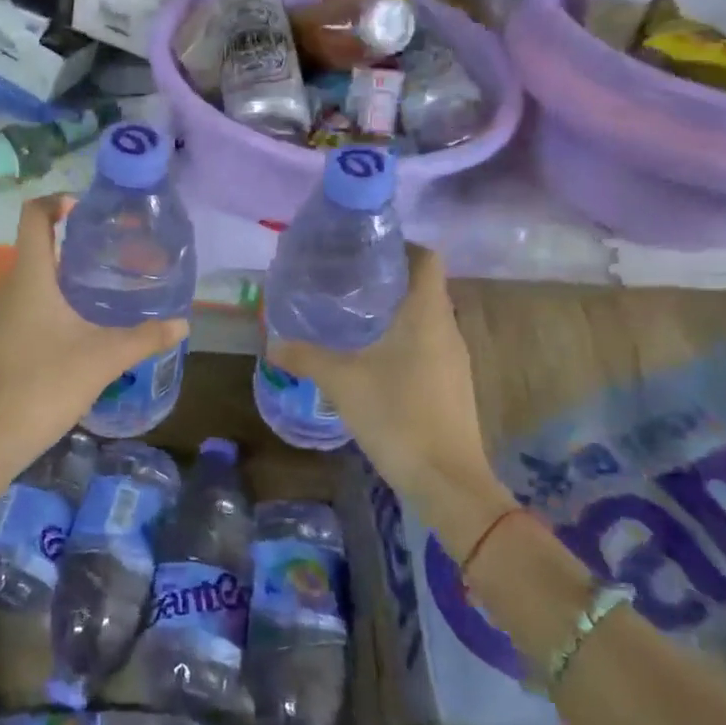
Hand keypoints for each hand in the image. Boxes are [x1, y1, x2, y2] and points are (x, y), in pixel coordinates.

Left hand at [0, 195, 186, 472]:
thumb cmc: (46, 383)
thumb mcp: (105, 358)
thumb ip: (145, 337)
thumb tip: (182, 324)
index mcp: (30, 275)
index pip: (34, 215)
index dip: (56, 201)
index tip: (85, 209)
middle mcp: (7, 285)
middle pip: (35, 246)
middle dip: (70, 244)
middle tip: (110, 255)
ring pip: (29, 279)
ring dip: (60, 277)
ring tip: (98, 291)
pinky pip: (22, 304)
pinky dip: (47, 302)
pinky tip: (74, 328)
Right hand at [266, 245, 512, 548]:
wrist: (445, 479)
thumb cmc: (396, 415)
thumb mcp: (341, 382)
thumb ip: (305, 357)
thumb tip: (272, 342)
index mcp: (426, 315)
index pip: (427, 258)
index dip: (401, 245)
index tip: (364, 249)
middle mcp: (446, 328)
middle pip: (423, 286)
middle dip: (387, 279)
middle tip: (344, 280)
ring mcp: (453, 358)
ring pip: (425, 317)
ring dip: (394, 311)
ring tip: (352, 315)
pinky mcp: (451, 383)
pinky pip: (427, 344)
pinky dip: (402, 339)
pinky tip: (371, 357)